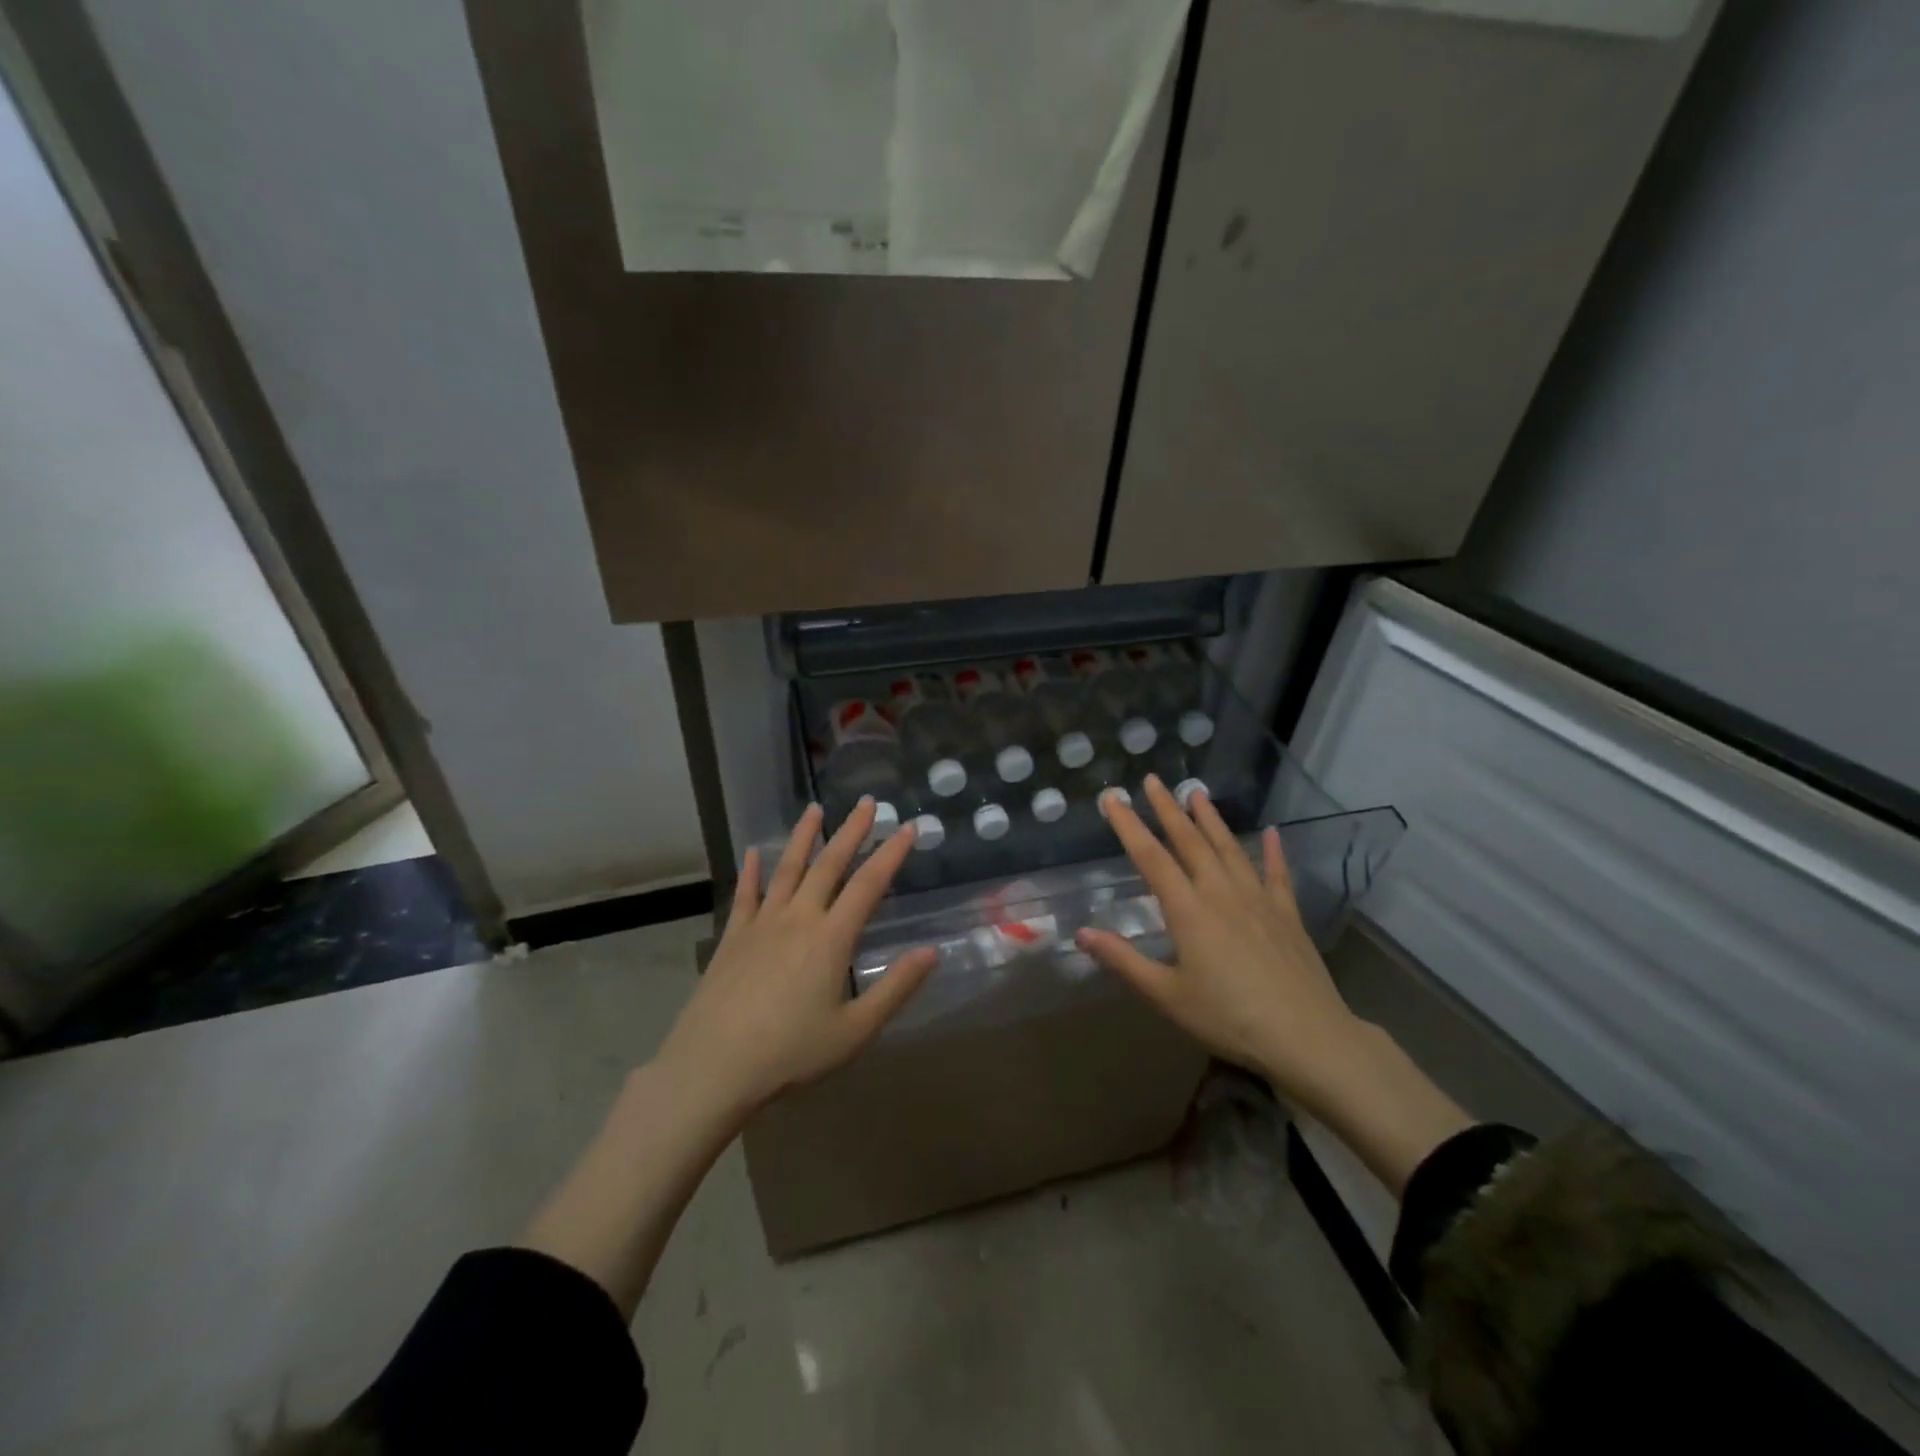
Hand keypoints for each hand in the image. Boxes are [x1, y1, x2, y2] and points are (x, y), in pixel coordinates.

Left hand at [654, 800, 937, 1123]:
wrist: (713, 1067)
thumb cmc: (790, 1052)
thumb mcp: (855, 1031)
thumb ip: (895, 988)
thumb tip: (931, 951)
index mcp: (831, 938)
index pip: (869, 884)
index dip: (891, 854)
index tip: (909, 827)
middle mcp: (798, 918)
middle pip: (829, 865)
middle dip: (852, 831)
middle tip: (867, 803)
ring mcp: (761, 924)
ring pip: (787, 869)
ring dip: (804, 837)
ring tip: (815, 809)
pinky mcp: (732, 937)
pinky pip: (745, 894)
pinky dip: (751, 871)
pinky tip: (754, 852)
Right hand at [1075, 775, 1366, 1107]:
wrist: (1307, 1037)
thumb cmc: (1228, 1018)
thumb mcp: (1167, 996)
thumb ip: (1124, 961)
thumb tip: (1082, 932)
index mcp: (1188, 910)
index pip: (1151, 858)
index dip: (1128, 826)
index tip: (1112, 798)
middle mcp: (1221, 893)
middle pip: (1190, 842)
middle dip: (1168, 809)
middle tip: (1153, 780)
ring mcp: (1258, 900)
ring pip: (1229, 849)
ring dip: (1211, 819)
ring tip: (1196, 793)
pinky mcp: (1287, 914)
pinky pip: (1277, 873)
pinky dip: (1273, 851)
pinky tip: (1272, 833)